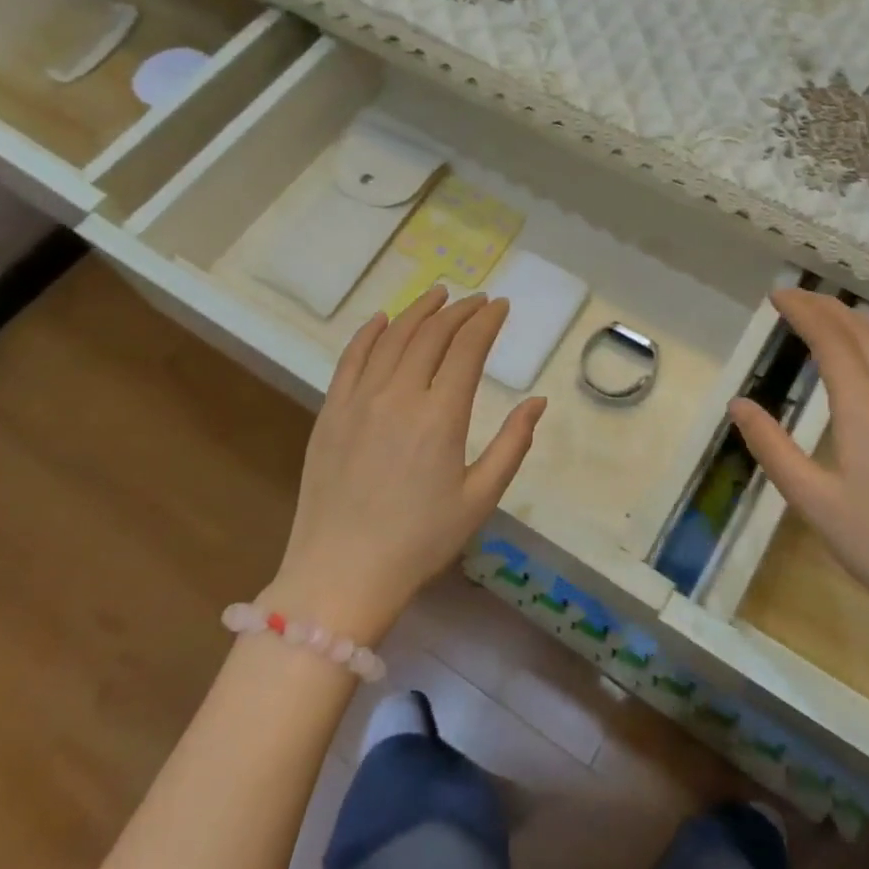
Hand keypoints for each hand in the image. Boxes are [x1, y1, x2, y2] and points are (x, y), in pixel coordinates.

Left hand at [266, 286, 546, 642]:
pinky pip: (351, 358)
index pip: (467, 348)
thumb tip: (537, 401)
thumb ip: (512, 444)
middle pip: (431, 334)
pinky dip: (369, 332)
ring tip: (438, 295)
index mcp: (440, 416)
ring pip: (392, 337)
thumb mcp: (480, 499)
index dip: (486, 322)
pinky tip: (382, 319)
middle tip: (476, 300)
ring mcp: (359, 400)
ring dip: (418, 311)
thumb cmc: (420, 541)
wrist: (341, 573)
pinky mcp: (330, 412)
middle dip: (459, 311)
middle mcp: (398, 395)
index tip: (501, 306)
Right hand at [730, 291, 868, 624]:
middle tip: (795, 297)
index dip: (806, 312)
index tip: (778, 296)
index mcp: (866, 412)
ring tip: (828, 313)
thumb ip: (772, 447)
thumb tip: (739, 404)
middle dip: (829, 307)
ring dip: (857, 321)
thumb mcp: (812, 501)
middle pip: (865, 335)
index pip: (834, 342)